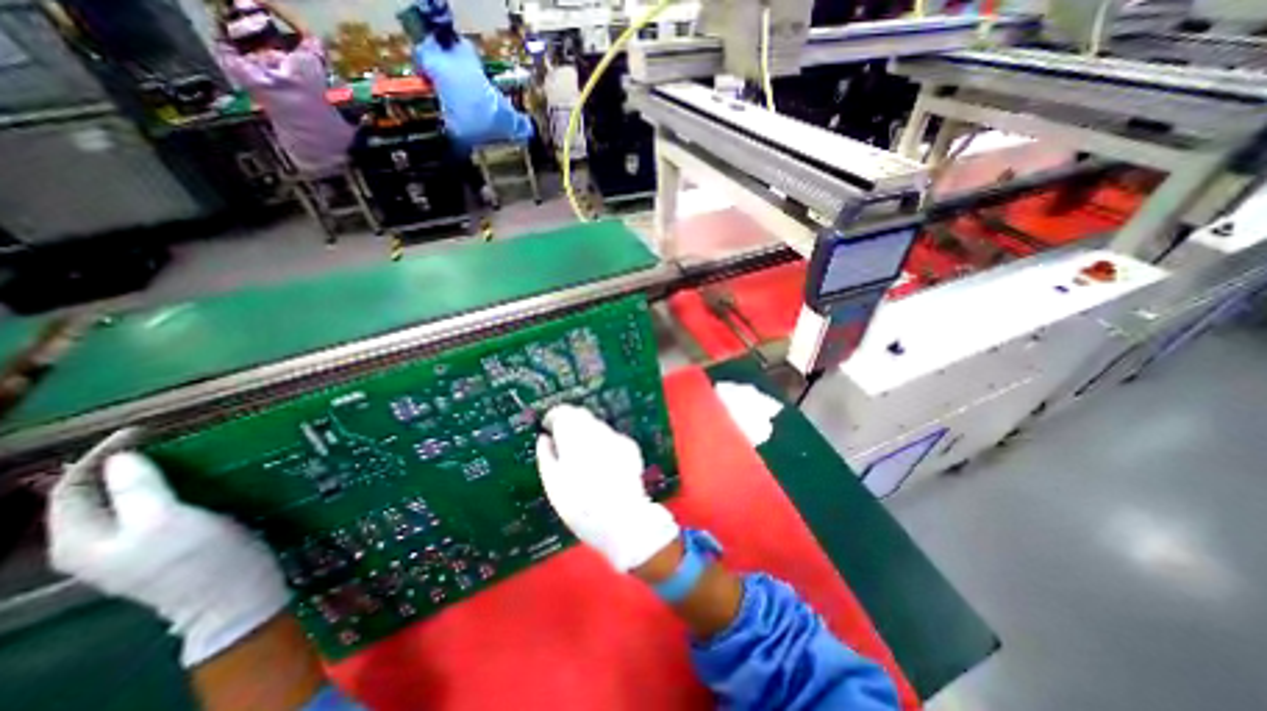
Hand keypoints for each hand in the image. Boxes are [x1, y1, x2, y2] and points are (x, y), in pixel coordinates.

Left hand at [47, 429, 288, 668]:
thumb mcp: (166, 520)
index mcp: (82, 539)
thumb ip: (138, 489)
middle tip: (167, 438)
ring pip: (130, 498)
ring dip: (152, 473)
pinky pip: (158, 505)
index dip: (101, 455)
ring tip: (184, 451)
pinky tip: (198, 477)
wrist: (233, 592)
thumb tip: (122, 457)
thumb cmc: (197, 558)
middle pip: (97, 493)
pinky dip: (172, 486)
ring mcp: (134, 543)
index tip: (144, 429)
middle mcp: (98, 542)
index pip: (72, 487)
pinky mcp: (167, 541)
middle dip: (125, 462)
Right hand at [537, 407, 683, 570]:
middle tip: (563, 445)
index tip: (549, 428)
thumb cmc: (581, 506)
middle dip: (570, 425)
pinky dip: (603, 445)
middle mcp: (597, 431)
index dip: (554, 418)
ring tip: (583, 461)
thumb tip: (544, 438)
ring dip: (587, 435)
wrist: (622, 520)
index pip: (563, 412)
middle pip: (581, 415)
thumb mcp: (553, 485)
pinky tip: (603, 466)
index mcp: (575, 437)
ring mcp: (616, 437)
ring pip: (597, 426)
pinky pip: (611, 438)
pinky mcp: (630, 447)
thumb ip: (546, 455)